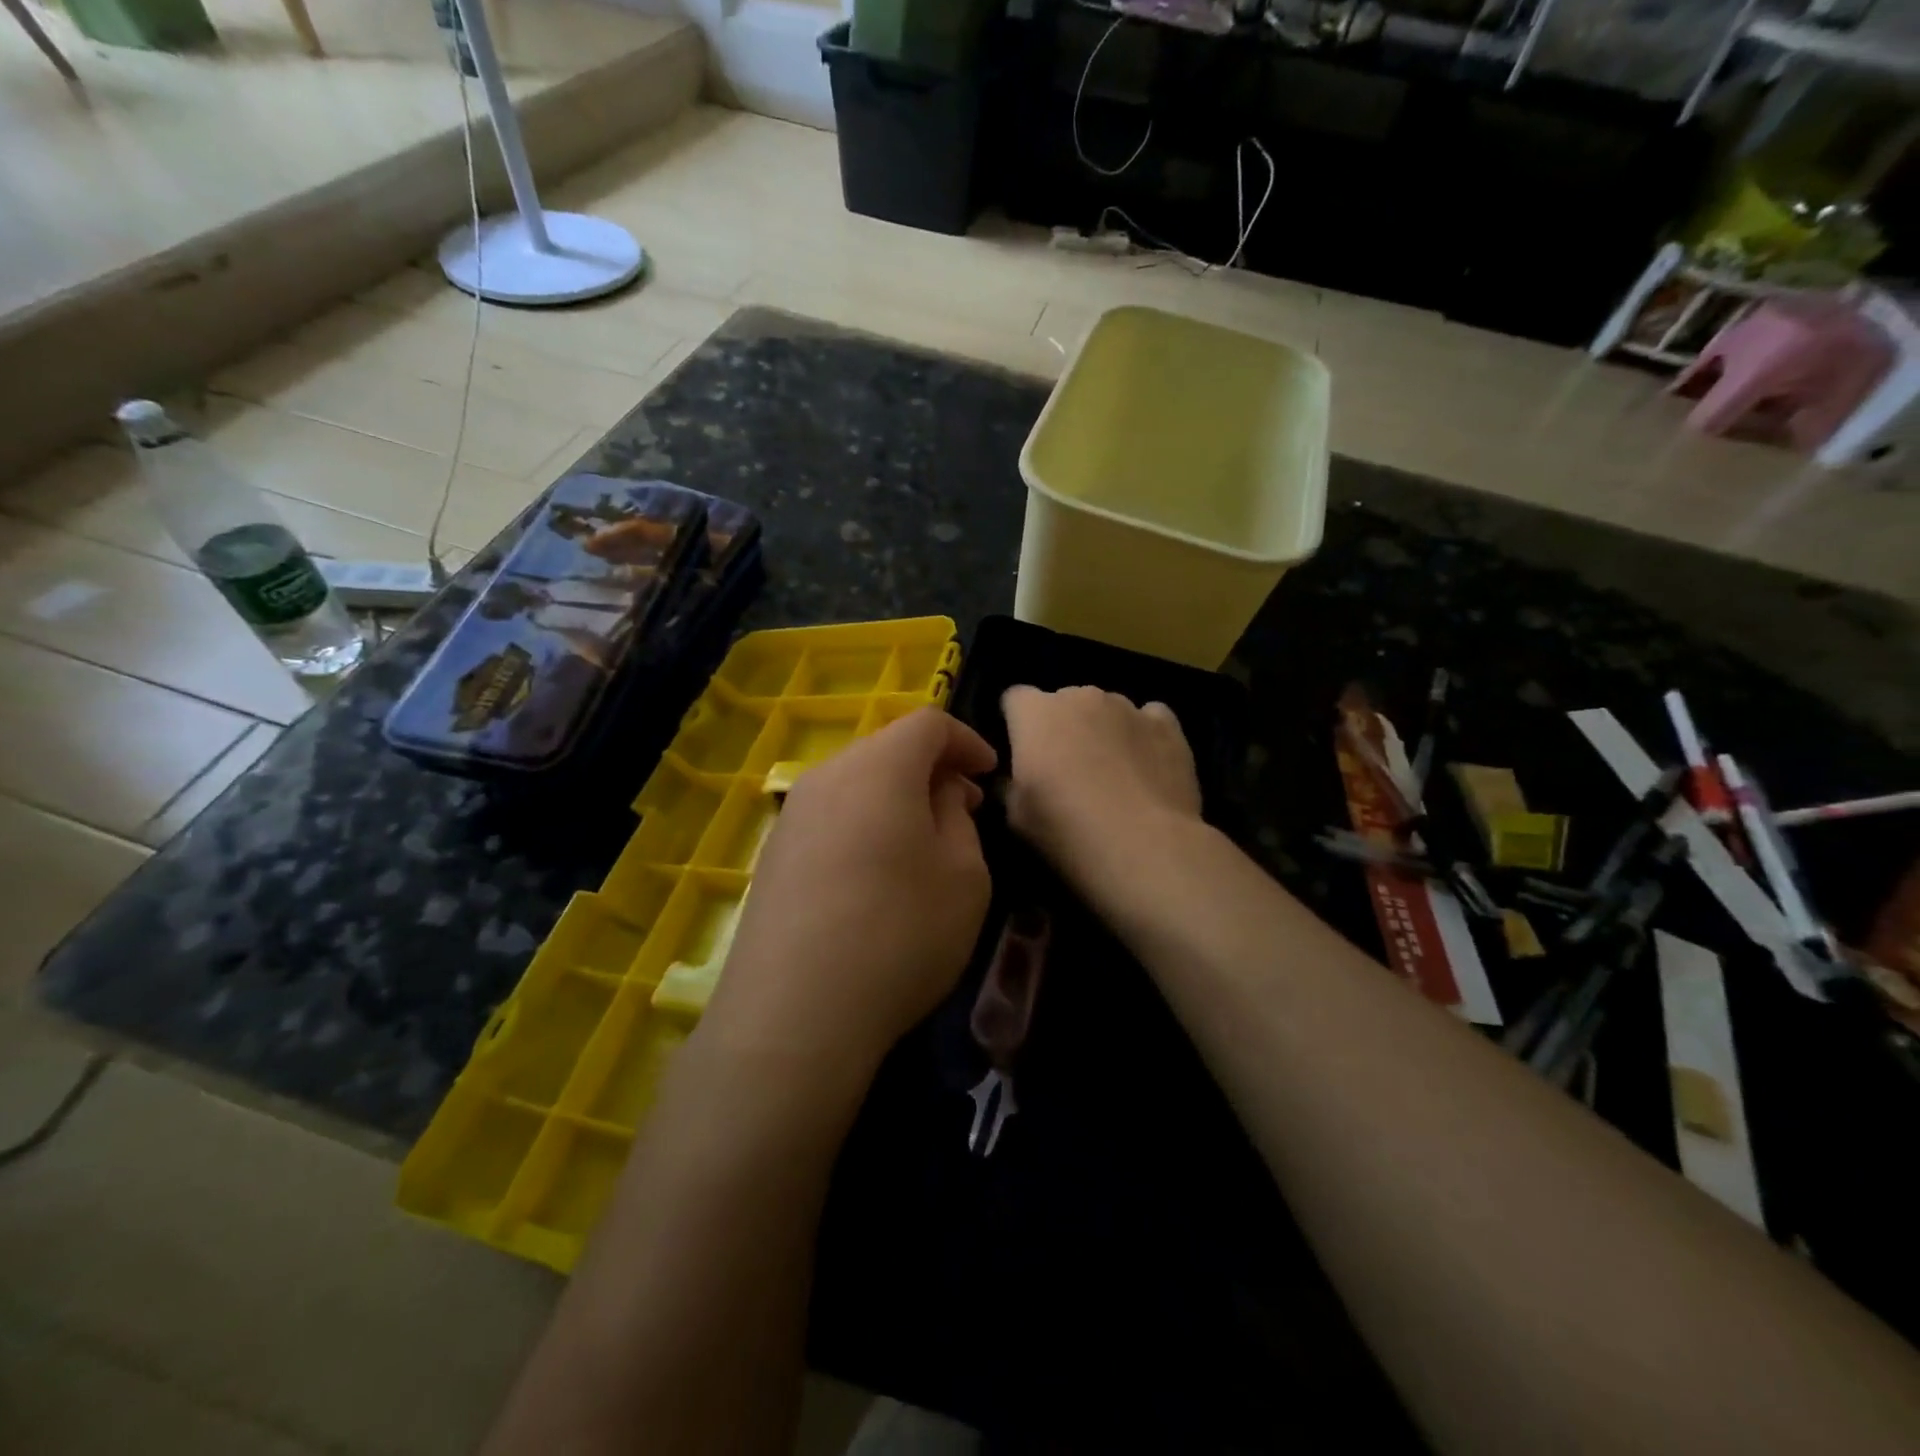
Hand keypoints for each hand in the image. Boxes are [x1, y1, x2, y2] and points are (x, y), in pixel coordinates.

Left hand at [703, 708, 997, 1074]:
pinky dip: (864, 825)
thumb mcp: (963, 875)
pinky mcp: (773, 857)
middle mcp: (828, 776)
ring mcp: (792, 817)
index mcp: (879, 766)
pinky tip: (877, 874)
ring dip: (896, 798)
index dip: (966, 741)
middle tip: (964, 808)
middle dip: (932, 770)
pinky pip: (830, 818)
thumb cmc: (900, 933)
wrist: (794, 1013)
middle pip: (887, 749)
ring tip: (924, 843)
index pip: (928, 723)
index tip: (988, 774)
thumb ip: (958, 819)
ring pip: (856, 784)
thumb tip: (938, 796)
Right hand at [1000, 686, 1202, 897]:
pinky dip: (1143, 734)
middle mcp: (1081, 697)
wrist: (1143, 847)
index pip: (1015, 698)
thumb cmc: (1066, 830)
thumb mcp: (1015, 816)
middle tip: (1067, 769)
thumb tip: (1016, 776)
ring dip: (1103, 730)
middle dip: (1062, 726)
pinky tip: (1148, 765)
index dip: (1016, 723)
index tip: (1022, 752)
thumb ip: (1011, 783)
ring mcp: (1128, 707)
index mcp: (1036, 713)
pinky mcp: (1168, 724)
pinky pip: (1149, 718)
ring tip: (1114, 772)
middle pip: (1064, 702)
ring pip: (1107, 709)